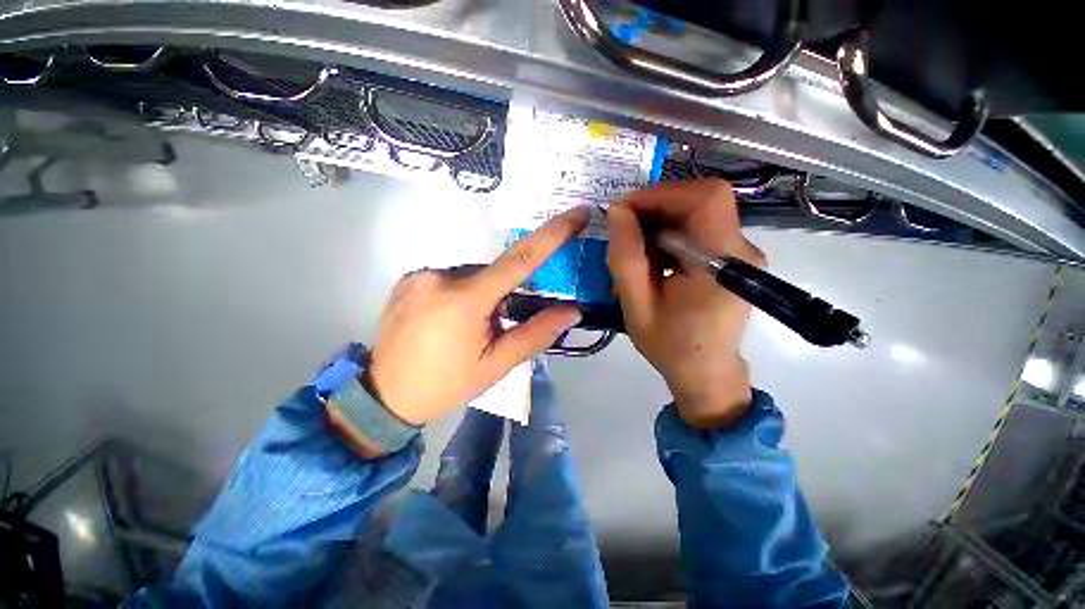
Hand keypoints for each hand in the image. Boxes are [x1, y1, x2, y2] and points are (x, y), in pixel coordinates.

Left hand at [365, 207, 589, 425]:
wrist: (385, 395)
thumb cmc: (446, 384)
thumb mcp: (496, 364)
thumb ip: (536, 334)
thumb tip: (572, 310)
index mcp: (466, 299)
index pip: (520, 258)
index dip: (553, 232)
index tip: (577, 212)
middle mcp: (441, 275)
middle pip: (494, 272)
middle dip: (505, 293)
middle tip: (496, 325)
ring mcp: (420, 274)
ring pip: (472, 276)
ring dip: (482, 294)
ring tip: (468, 327)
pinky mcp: (408, 278)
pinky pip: (450, 278)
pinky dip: (461, 293)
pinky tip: (448, 319)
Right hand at [607, 180, 764, 428]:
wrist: (705, 372)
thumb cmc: (670, 346)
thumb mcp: (637, 306)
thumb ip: (626, 258)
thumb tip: (618, 212)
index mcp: (722, 265)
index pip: (705, 200)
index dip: (662, 194)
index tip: (624, 210)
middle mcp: (740, 251)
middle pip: (704, 200)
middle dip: (657, 204)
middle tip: (624, 225)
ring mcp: (740, 253)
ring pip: (700, 211)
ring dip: (661, 218)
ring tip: (634, 244)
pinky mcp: (731, 258)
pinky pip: (700, 228)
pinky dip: (670, 232)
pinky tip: (652, 255)